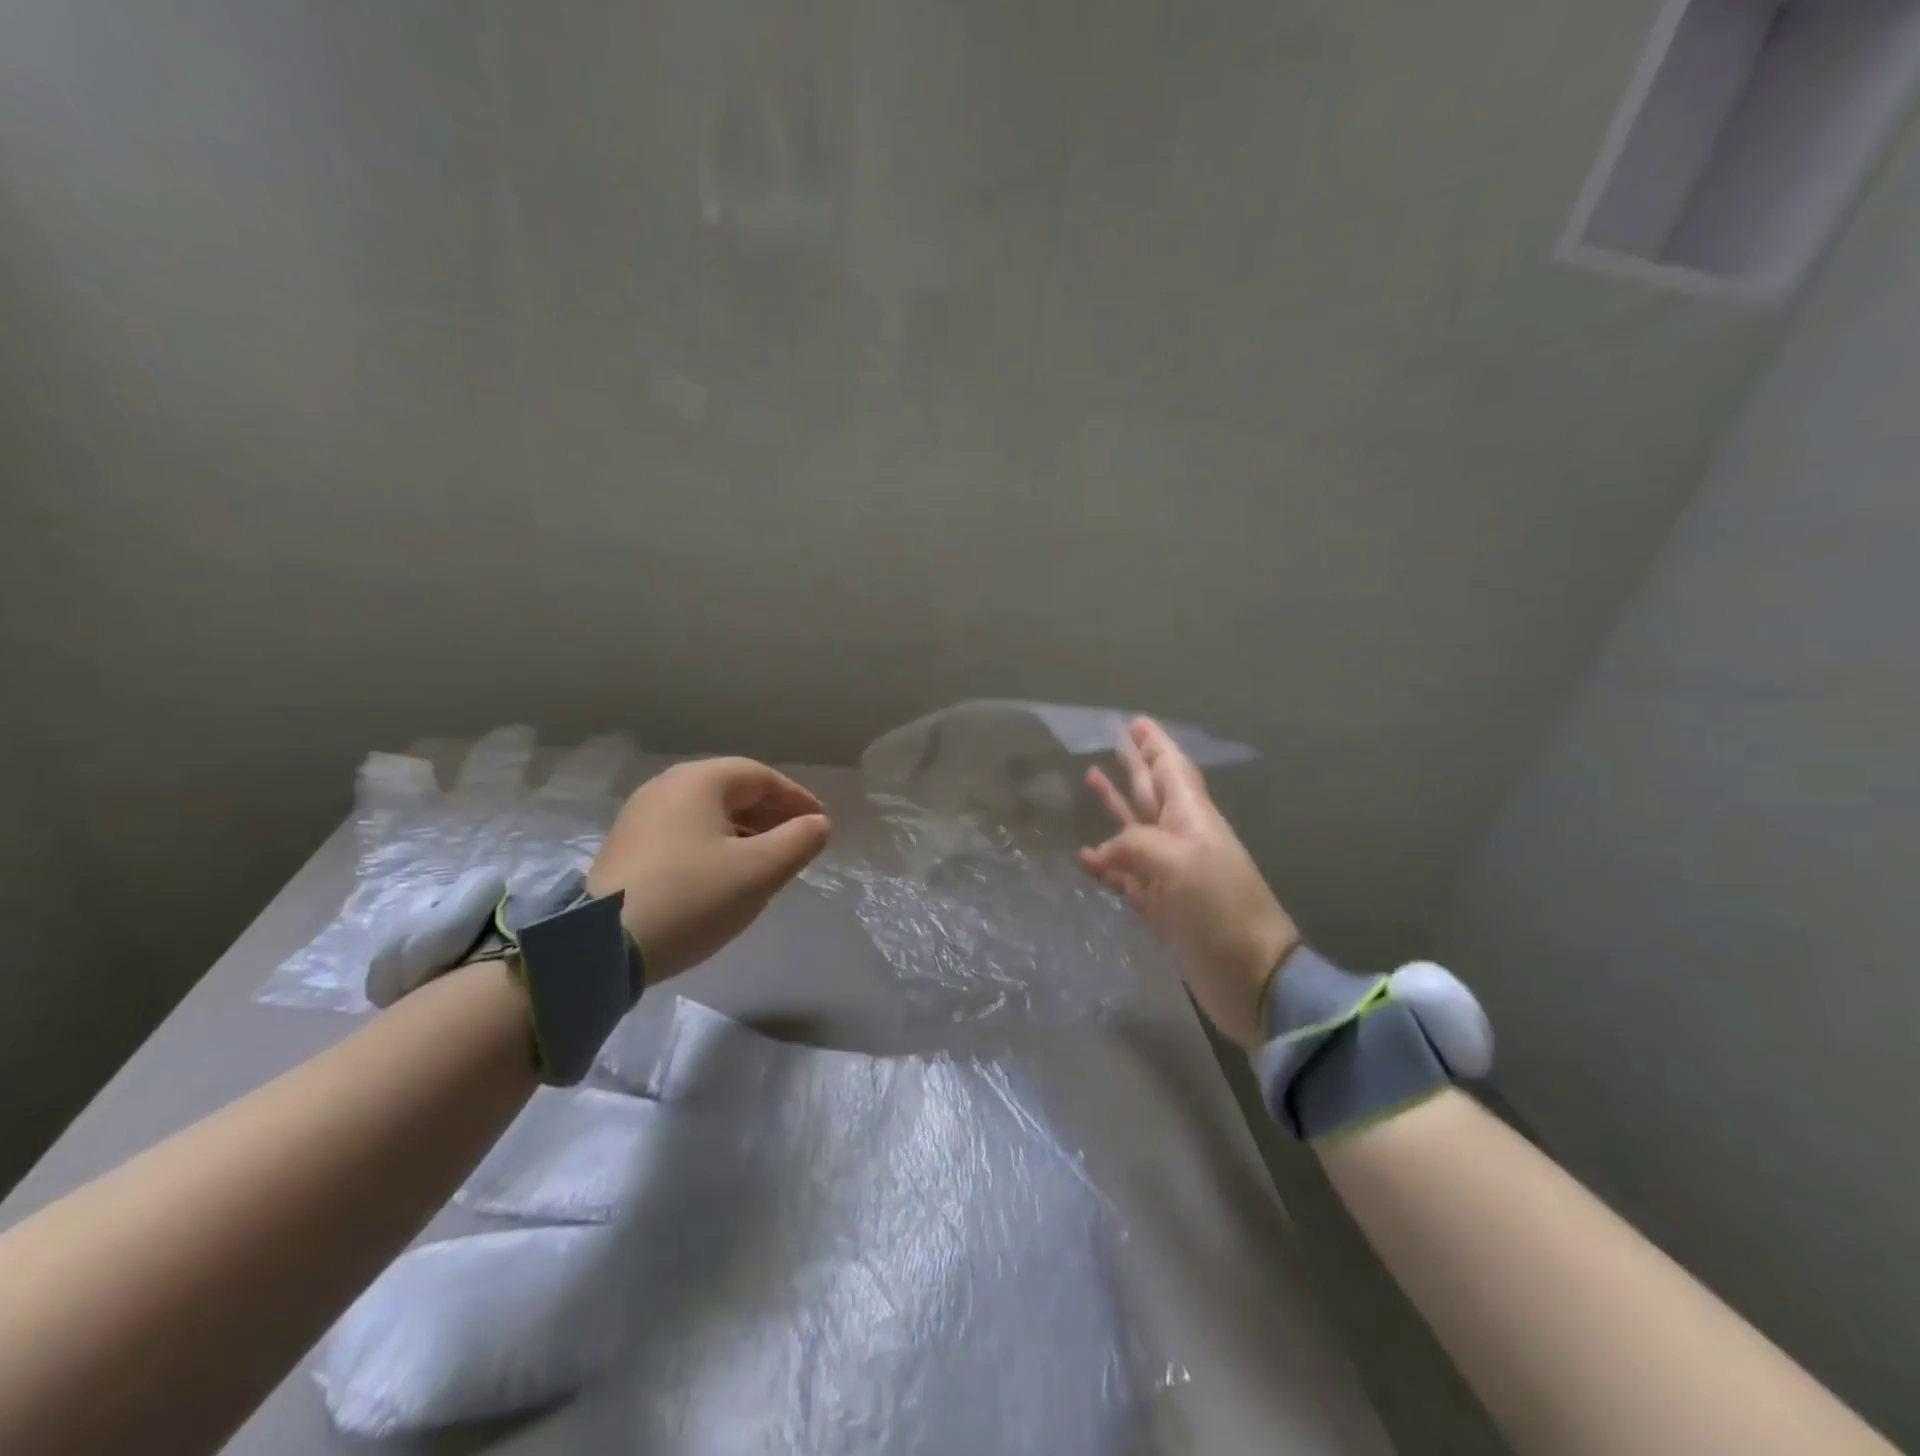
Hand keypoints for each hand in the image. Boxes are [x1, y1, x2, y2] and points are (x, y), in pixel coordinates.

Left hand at [587, 758, 831, 980]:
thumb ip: (798, 842)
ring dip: (744, 830)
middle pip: (732, 790)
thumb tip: (819, 824)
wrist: (601, 945)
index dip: (796, 798)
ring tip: (767, 861)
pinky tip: (725, 873)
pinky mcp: (627, 846)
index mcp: (699, 781)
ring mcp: (641, 815)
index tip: (819, 824)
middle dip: (770, 814)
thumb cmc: (692, 897)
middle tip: (797, 842)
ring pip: (708, 812)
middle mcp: (667, 786)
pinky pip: (685, 831)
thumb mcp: (758, 871)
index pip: (761, 776)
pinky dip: (715, 843)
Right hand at [1080, 719, 1297, 1047]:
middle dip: (1134, 765)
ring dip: (1116, 804)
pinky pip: (1125, 874)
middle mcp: (1180, 839)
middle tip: (1113, 741)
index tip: (1136, 722)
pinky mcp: (1159, 906)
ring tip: (1091, 778)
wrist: (1252, 977)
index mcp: (1192, 819)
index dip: (1154, 745)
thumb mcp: (1178, 862)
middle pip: (1152, 792)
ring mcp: (1169, 873)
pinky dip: (1106, 863)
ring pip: (1135, 828)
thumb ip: (1134, 843)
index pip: (1171, 770)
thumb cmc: (1220, 909)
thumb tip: (1101, 851)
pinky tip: (1084, 855)